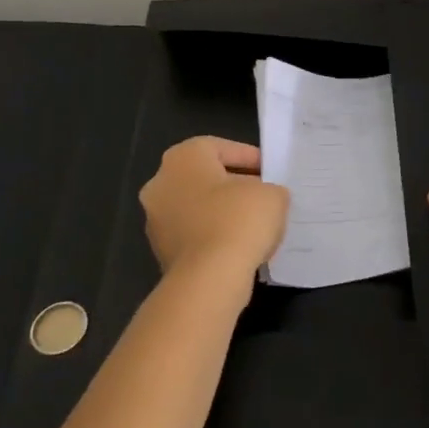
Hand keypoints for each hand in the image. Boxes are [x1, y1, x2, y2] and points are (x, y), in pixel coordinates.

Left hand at [141, 137, 288, 285]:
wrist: (208, 279)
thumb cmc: (239, 220)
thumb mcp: (272, 194)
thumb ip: (270, 189)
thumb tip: (266, 198)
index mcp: (183, 157)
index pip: (221, 148)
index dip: (250, 158)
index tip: (271, 172)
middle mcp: (161, 183)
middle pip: (205, 177)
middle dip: (235, 185)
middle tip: (263, 196)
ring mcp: (156, 220)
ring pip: (197, 207)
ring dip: (222, 212)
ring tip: (255, 224)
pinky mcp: (161, 252)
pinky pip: (193, 234)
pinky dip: (213, 236)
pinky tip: (238, 246)